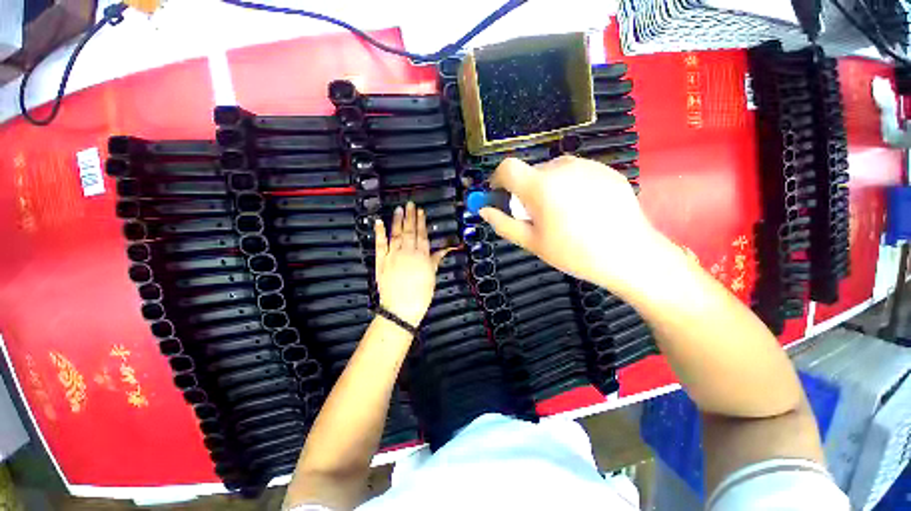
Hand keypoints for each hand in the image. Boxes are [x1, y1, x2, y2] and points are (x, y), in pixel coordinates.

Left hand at [374, 202, 450, 326]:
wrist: (401, 308)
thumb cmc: (420, 295)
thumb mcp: (432, 277)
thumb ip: (436, 260)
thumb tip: (445, 249)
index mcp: (422, 256)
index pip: (422, 235)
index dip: (421, 222)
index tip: (420, 211)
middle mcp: (408, 252)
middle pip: (410, 231)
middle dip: (410, 217)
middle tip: (410, 204)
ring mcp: (393, 255)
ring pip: (396, 234)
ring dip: (397, 220)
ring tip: (399, 209)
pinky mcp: (381, 260)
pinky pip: (380, 244)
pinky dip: (379, 232)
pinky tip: (379, 221)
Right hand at [480, 156, 674, 294]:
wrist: (631, 255)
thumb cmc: (574, 253)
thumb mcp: (532, 243)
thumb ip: (503, 224)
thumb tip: (483, 210)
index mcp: (541, 185)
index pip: (507, 167)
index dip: (498, 180)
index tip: (501, 196)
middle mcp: (562, 167)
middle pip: (531, 172)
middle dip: (525, 191)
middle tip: (537, 217)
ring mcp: (587, 165)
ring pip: (553, 172)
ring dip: (547, 189)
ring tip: (563, 215)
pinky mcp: (605, 169)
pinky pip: (575, 174)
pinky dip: (569, 187)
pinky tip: (584, 210)